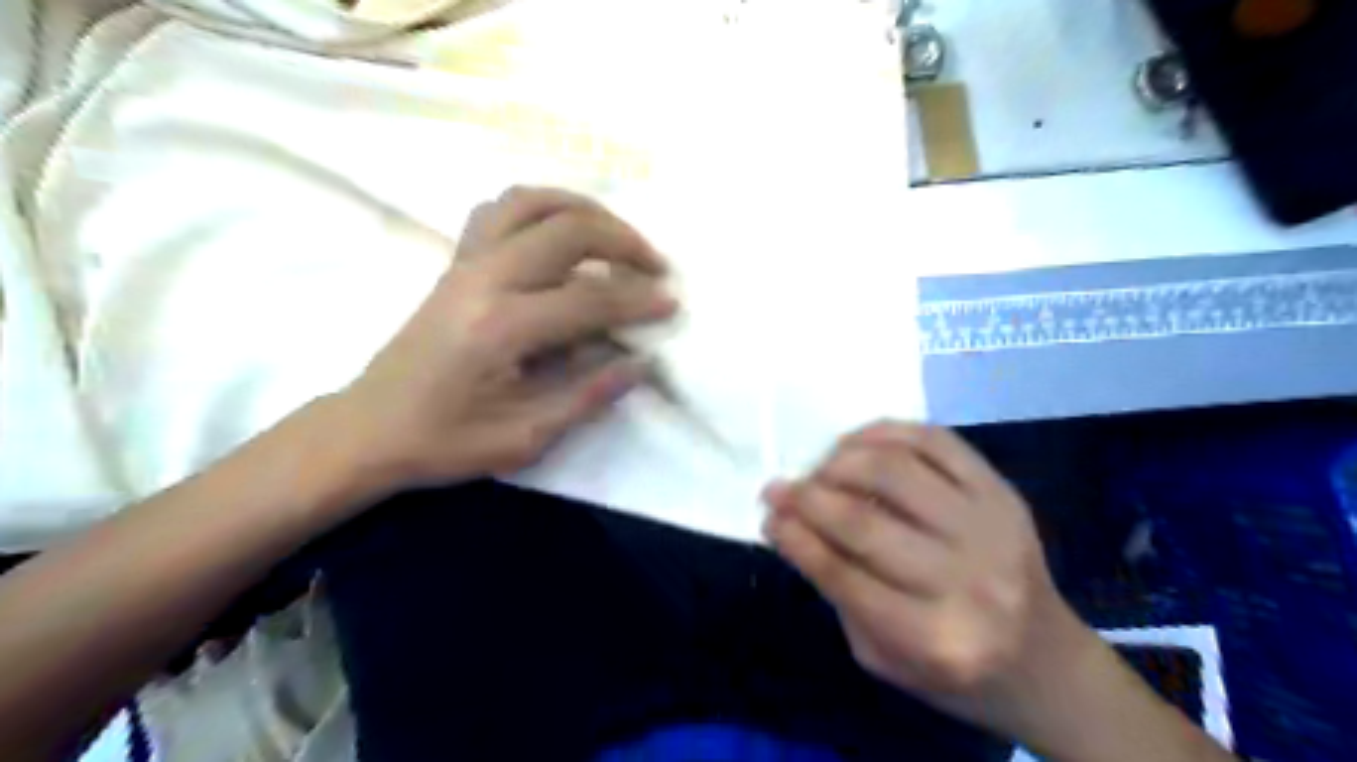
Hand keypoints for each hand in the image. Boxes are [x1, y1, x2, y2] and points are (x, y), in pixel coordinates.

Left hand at [334, 185, 683, 493]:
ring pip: (531, 202)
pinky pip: (502, 210)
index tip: (671, 303)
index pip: (589, 299)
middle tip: (655, 265)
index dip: (637, 300)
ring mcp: (465, 263)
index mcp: (501, 328)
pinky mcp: (456, 262)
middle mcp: (484, 280)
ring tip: (616, 235)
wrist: (369, 428)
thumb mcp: (524, 437)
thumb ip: (587, 396)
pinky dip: (542, 207)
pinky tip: (562, 232)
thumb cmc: (445, 442)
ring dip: (583, 209)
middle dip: (623, 241)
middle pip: (567, 231)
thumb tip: (640, 362)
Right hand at [761, 423, 1089, 730]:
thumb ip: (838, 590)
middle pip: (864, 521)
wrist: (1045, 661)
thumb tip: (790, 524)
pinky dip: (883, 432)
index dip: (795, 539)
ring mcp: (992, 527)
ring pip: (895, 470)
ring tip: (817, 470)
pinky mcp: (1002, 492)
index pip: (843, 575)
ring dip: (839, 461)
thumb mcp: (883, 656)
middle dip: (806, 498)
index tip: (767, 517)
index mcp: (936, 639)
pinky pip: (934, 441)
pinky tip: (854, 444)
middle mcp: (969, 580)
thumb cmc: (954, 670)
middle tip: (777, 489)